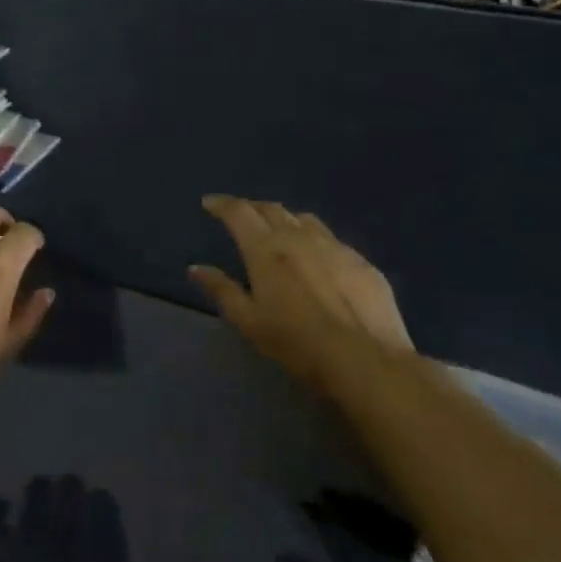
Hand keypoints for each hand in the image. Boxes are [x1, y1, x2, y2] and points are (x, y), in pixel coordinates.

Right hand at [189, 196, 410, 394]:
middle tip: (241, 216)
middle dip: (252, 208)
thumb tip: (196, 268)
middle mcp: (299, 237)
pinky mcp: (361, 261)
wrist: (364, 359)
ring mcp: (335, 246)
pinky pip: (332, 239)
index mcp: (265, 249)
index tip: (209, 203)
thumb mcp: (249, 322)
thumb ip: (222, 290)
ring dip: (285, 219)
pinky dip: (315, 239)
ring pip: (304, 219)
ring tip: (279, 230)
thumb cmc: (296, 342)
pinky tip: (317, 258)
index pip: (239, 212)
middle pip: (271, 209)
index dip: (222, 204)